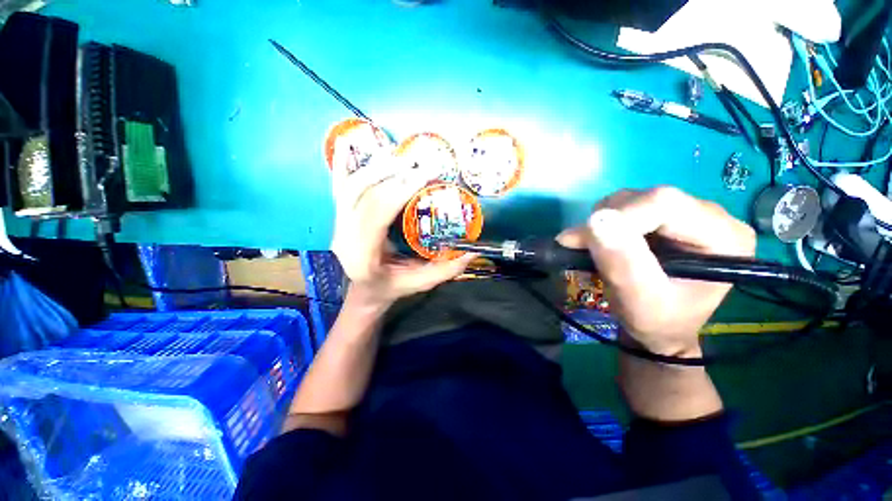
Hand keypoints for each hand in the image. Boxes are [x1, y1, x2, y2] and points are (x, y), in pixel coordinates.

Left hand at [330, 155, 475, 310]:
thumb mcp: (419, 284)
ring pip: (352, 187)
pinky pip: (338, 186)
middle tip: (420, 164)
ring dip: (376, 167)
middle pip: (364, 196)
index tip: (424, 176)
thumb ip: (445, 271)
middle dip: (393, 176)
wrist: (362, 291)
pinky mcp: (340, 216)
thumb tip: (472, 253)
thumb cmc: (390, 288)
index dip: (399, 192)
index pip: (377, 215)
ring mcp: (338, 225)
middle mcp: (344, 237)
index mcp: (363, 256)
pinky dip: (342, 163)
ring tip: (402, 157)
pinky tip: (348, 142)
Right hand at [558, 187, 755, 356]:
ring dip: (604, 221)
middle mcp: (713, 216)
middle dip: (606, 221)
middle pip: (648, 198)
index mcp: (724, 237)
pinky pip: (628, 205)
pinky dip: (606, 222)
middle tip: (582, 246)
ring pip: (634, 198)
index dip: (617, 217)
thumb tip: (596, 220)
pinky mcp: (667, 217)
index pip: (664, 204)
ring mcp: (689, 213)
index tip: (578, 240)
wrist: (660, 329)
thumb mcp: (639, 300)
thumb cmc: (657, 322)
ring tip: (598, 249)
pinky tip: (607, 243)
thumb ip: (622, 263)